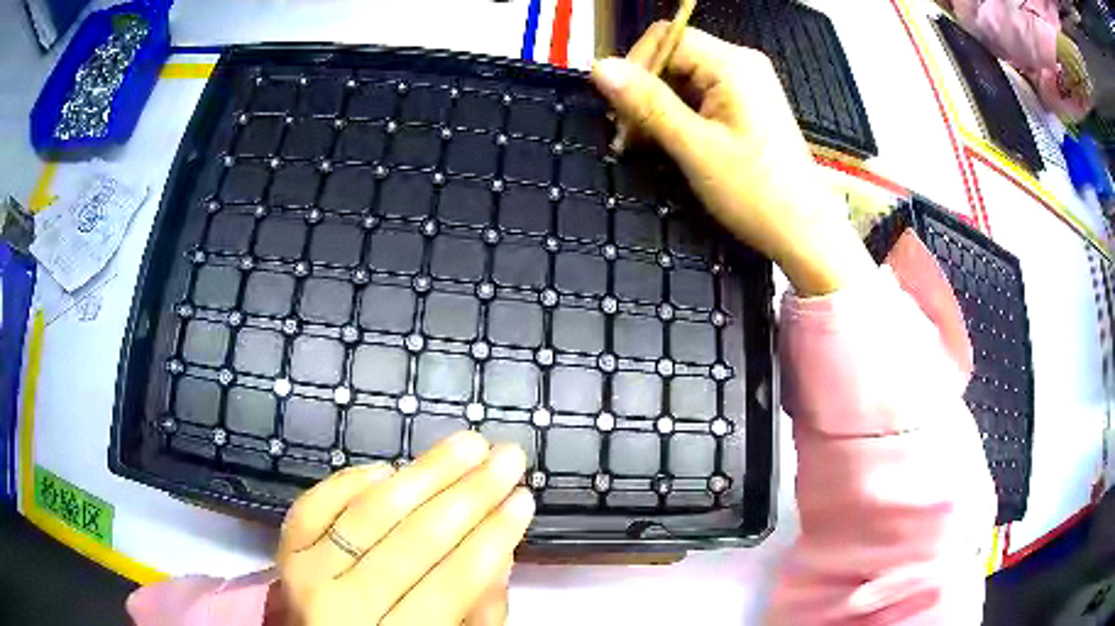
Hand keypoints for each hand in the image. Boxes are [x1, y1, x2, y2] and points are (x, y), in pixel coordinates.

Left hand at [275, 432, 532, 625]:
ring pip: (369, 513)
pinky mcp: (284, 551)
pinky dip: (352, 481)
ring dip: (424, 473)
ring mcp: (305, 574)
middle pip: (414, 540)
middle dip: (470, 494)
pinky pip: (315, 504)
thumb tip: (500, 545)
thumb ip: (478, 610)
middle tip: (507, 457)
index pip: (453, 581)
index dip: (494, 536)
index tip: (524, 497)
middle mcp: (340, 608)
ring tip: (467, 444)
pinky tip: (390, 468)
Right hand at [592, 23, 874, 295]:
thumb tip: (600, 67)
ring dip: (660, 106)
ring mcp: (748, 85)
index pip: (666, 38)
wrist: (804, 233)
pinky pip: (702, 96)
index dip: (636, 67)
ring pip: (685, 78)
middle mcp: (742, 65)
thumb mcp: (695, 147)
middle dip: (646, 90)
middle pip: (675, 56)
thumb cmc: (756, 193)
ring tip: (650, 145)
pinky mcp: (748, 106)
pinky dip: (681, 116)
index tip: (622, 112)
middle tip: (631, 136)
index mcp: (733, 64)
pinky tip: (674, 143)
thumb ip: (647, 102)